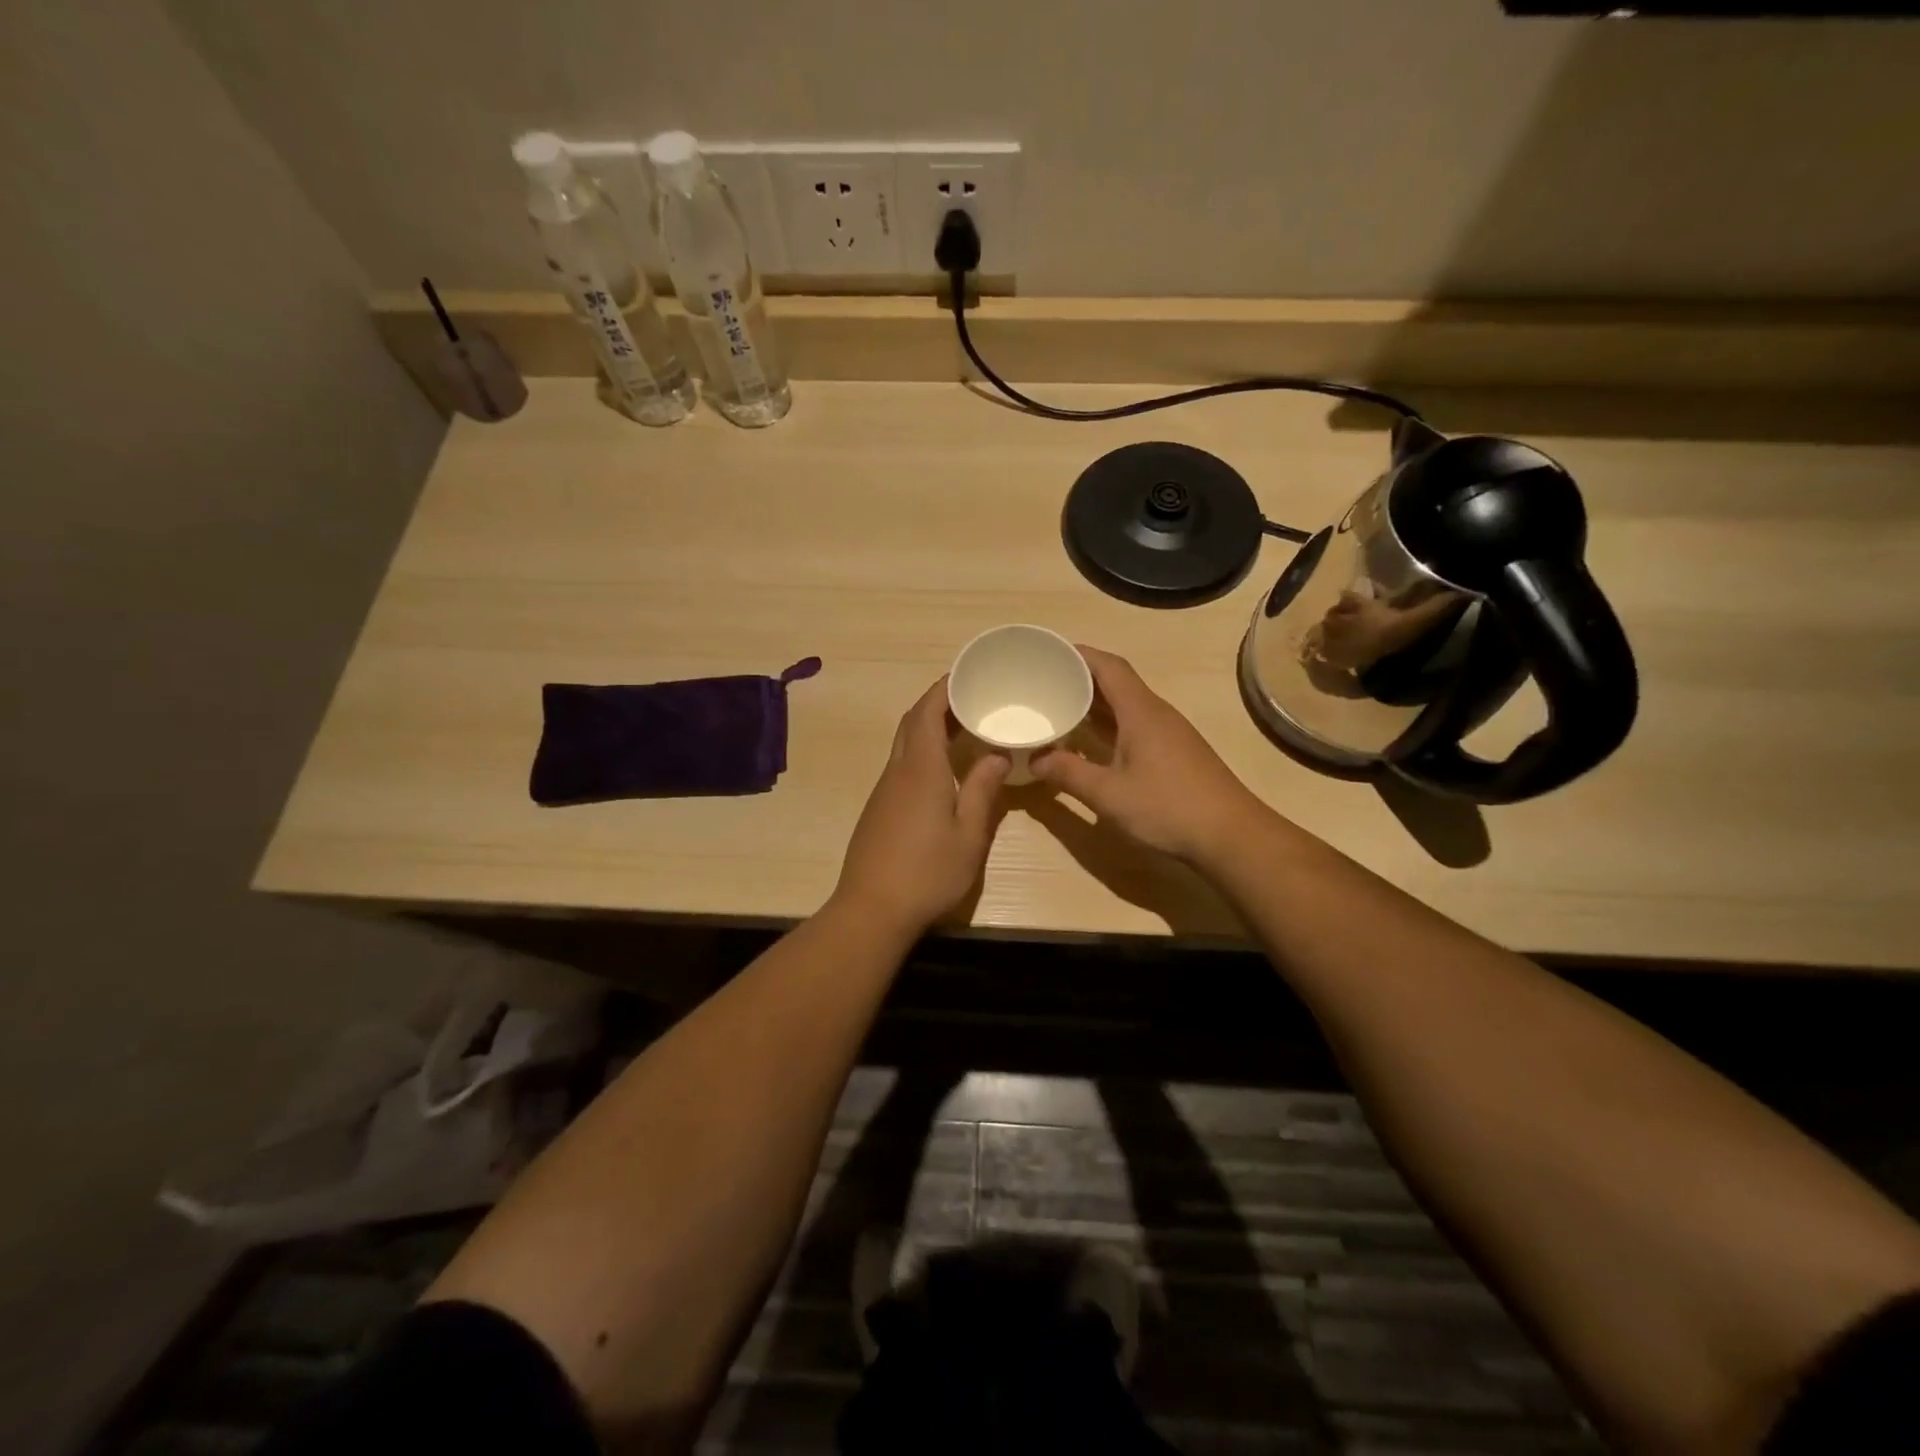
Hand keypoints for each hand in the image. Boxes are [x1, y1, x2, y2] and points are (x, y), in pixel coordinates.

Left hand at [829, 678, 1010, 936]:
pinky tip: (944, 770)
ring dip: (930, 728)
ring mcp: (883, 791)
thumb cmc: (927, 873)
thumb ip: (983, 790)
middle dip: (938, 703)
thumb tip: (997, 753)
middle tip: (972, 699)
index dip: (944, 688)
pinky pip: (902, 765)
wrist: (871, 910)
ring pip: (905, 744)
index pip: (927, 712)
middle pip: (912, 722)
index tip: (967, 674)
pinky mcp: (878, 810)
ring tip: (965, 729)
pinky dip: (922, 752)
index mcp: (921, 769)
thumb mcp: (969, 835)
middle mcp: (897, 771)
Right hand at [1031, 646, 1265, 864]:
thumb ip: (1068, 773)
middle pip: (1116, 682)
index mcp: (1140, 711)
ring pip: (1126, 706)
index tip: (1048, 652)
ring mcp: (1169, 734)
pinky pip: (1135, 726)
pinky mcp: (1175, 754)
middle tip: (1044, 683)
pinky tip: (1091, 744)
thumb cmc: (1168, 808)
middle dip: (1080, 678)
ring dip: (1094, 704)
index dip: (1079, 654)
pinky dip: (1109, 726)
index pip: (1108, 666)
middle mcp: (1156, 713)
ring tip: (1060, 709)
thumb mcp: (1108, 794)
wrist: (1231, 836)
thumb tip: (1034, 759)